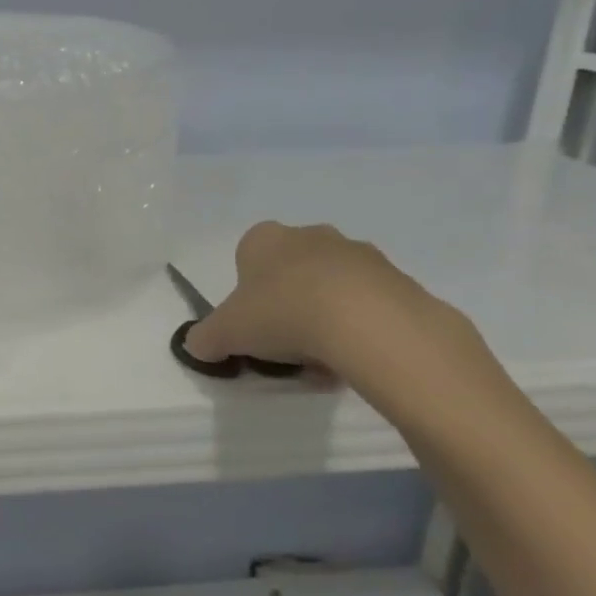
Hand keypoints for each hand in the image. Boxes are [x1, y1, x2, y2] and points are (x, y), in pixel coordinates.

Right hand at [184, 220, 450, 378]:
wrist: (368, 322)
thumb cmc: (282, 313)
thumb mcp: (225, 333)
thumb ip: (205, 338)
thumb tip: (197, 346)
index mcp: (264, 238)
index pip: (247, 258)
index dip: (248, 294)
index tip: (254, 325)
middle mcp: (310, 235)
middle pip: (292, 271)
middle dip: (289, 303)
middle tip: (287, 344)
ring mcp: (359, 253)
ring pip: (332, 287)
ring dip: (325, 316)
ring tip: (325, 360)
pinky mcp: (398, 279)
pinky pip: (369, 304)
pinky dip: (360, 327)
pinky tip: (356, 357)